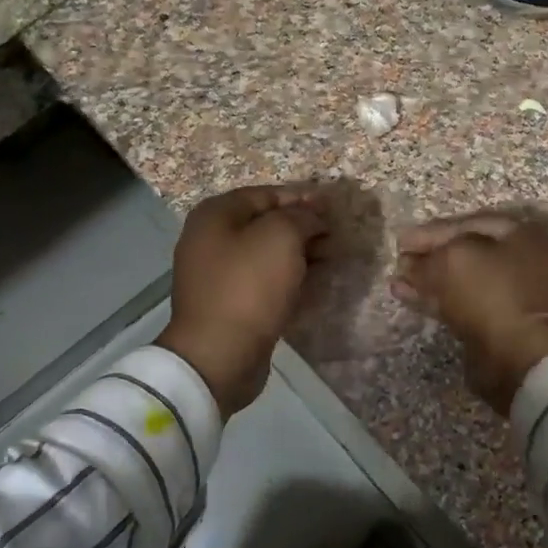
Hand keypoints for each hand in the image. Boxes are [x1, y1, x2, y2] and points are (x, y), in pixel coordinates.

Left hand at [160, 185, 326, 416]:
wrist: (219, 354)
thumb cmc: (248, 286)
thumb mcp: (281, 237)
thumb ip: (301, 217)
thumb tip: (313, 218)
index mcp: (215, 215)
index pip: (266, 194)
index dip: (302, 198)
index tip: (333, 208)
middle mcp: (211, 239)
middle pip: (265, 223)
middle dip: (303, 226)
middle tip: (336, 235)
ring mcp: (218, 274)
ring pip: (267, 254)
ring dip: (300, 253)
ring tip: (332, 257)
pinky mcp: (230, 303)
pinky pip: (265, 281)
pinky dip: (289, 277)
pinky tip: (315, 282)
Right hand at [391, 212, 547, 414]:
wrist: (522, 356)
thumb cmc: (491, 293)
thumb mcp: (453, 260)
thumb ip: (428, 257)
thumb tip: (409, 264)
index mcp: (520, 234)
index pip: (467, 223)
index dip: (431, 231)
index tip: (400, 241)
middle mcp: (521, 259)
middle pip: (465, 252)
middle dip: (429, 257)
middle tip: (399, 261)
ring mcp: (512, 294)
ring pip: (461, 280)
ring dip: (428, 279)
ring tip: (396, 282)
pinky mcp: (499, 323)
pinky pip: (462, 303)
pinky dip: (436, 298)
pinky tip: (408, 296)